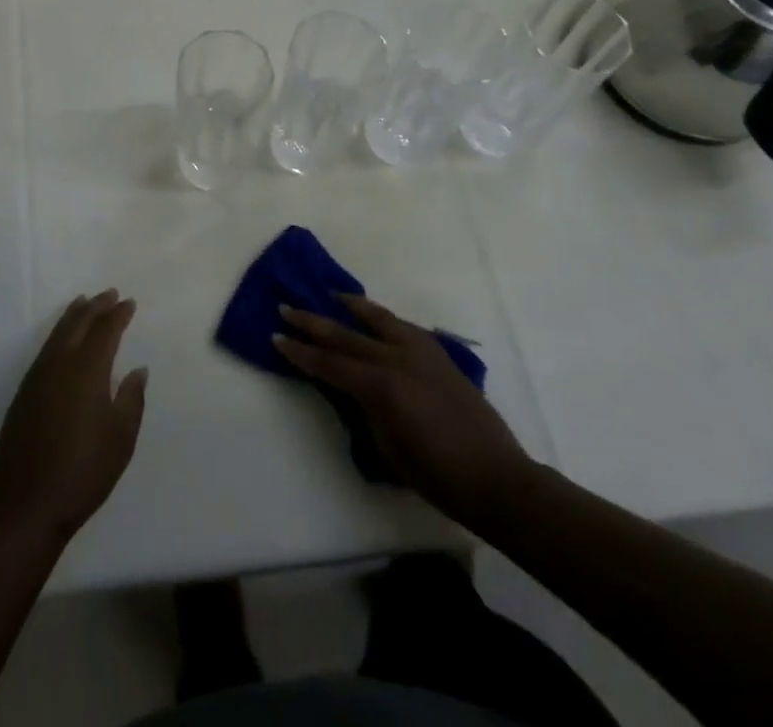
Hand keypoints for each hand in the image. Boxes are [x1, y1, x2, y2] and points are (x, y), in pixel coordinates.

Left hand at [0, 290, 147, 541]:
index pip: (105, 330)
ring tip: (86, 302)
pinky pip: (46, 347)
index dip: (118, 315)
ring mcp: (38, 375)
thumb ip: (131, 399)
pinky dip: (59, 332)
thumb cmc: (83, 472)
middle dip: (96, 306)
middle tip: (110, 293)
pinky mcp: (25, 389)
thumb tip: (137, 369)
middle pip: (79, 323)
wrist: (27, 502)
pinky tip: (64, 338)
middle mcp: (60, 363)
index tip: (129, 303)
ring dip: (75, 315)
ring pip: (58, 332)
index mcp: (87, 370)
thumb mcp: (120, 439)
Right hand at [273, 294, 530, 525]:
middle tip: (287, 308)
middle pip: (344, 334)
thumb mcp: (385, 446)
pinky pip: (403, 326)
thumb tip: (348, 386)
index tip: (276, 338)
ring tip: (332, 295)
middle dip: (312, 322)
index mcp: (379, 386)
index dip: (299, 352)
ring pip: (378, 318)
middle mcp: (396, 359)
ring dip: (351, 306)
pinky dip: (383, 318)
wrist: (496, 478)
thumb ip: (363, 408)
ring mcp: (420, 352)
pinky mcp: (438, 354)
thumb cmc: (436, 475)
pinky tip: (375, 317)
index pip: (327, 363)